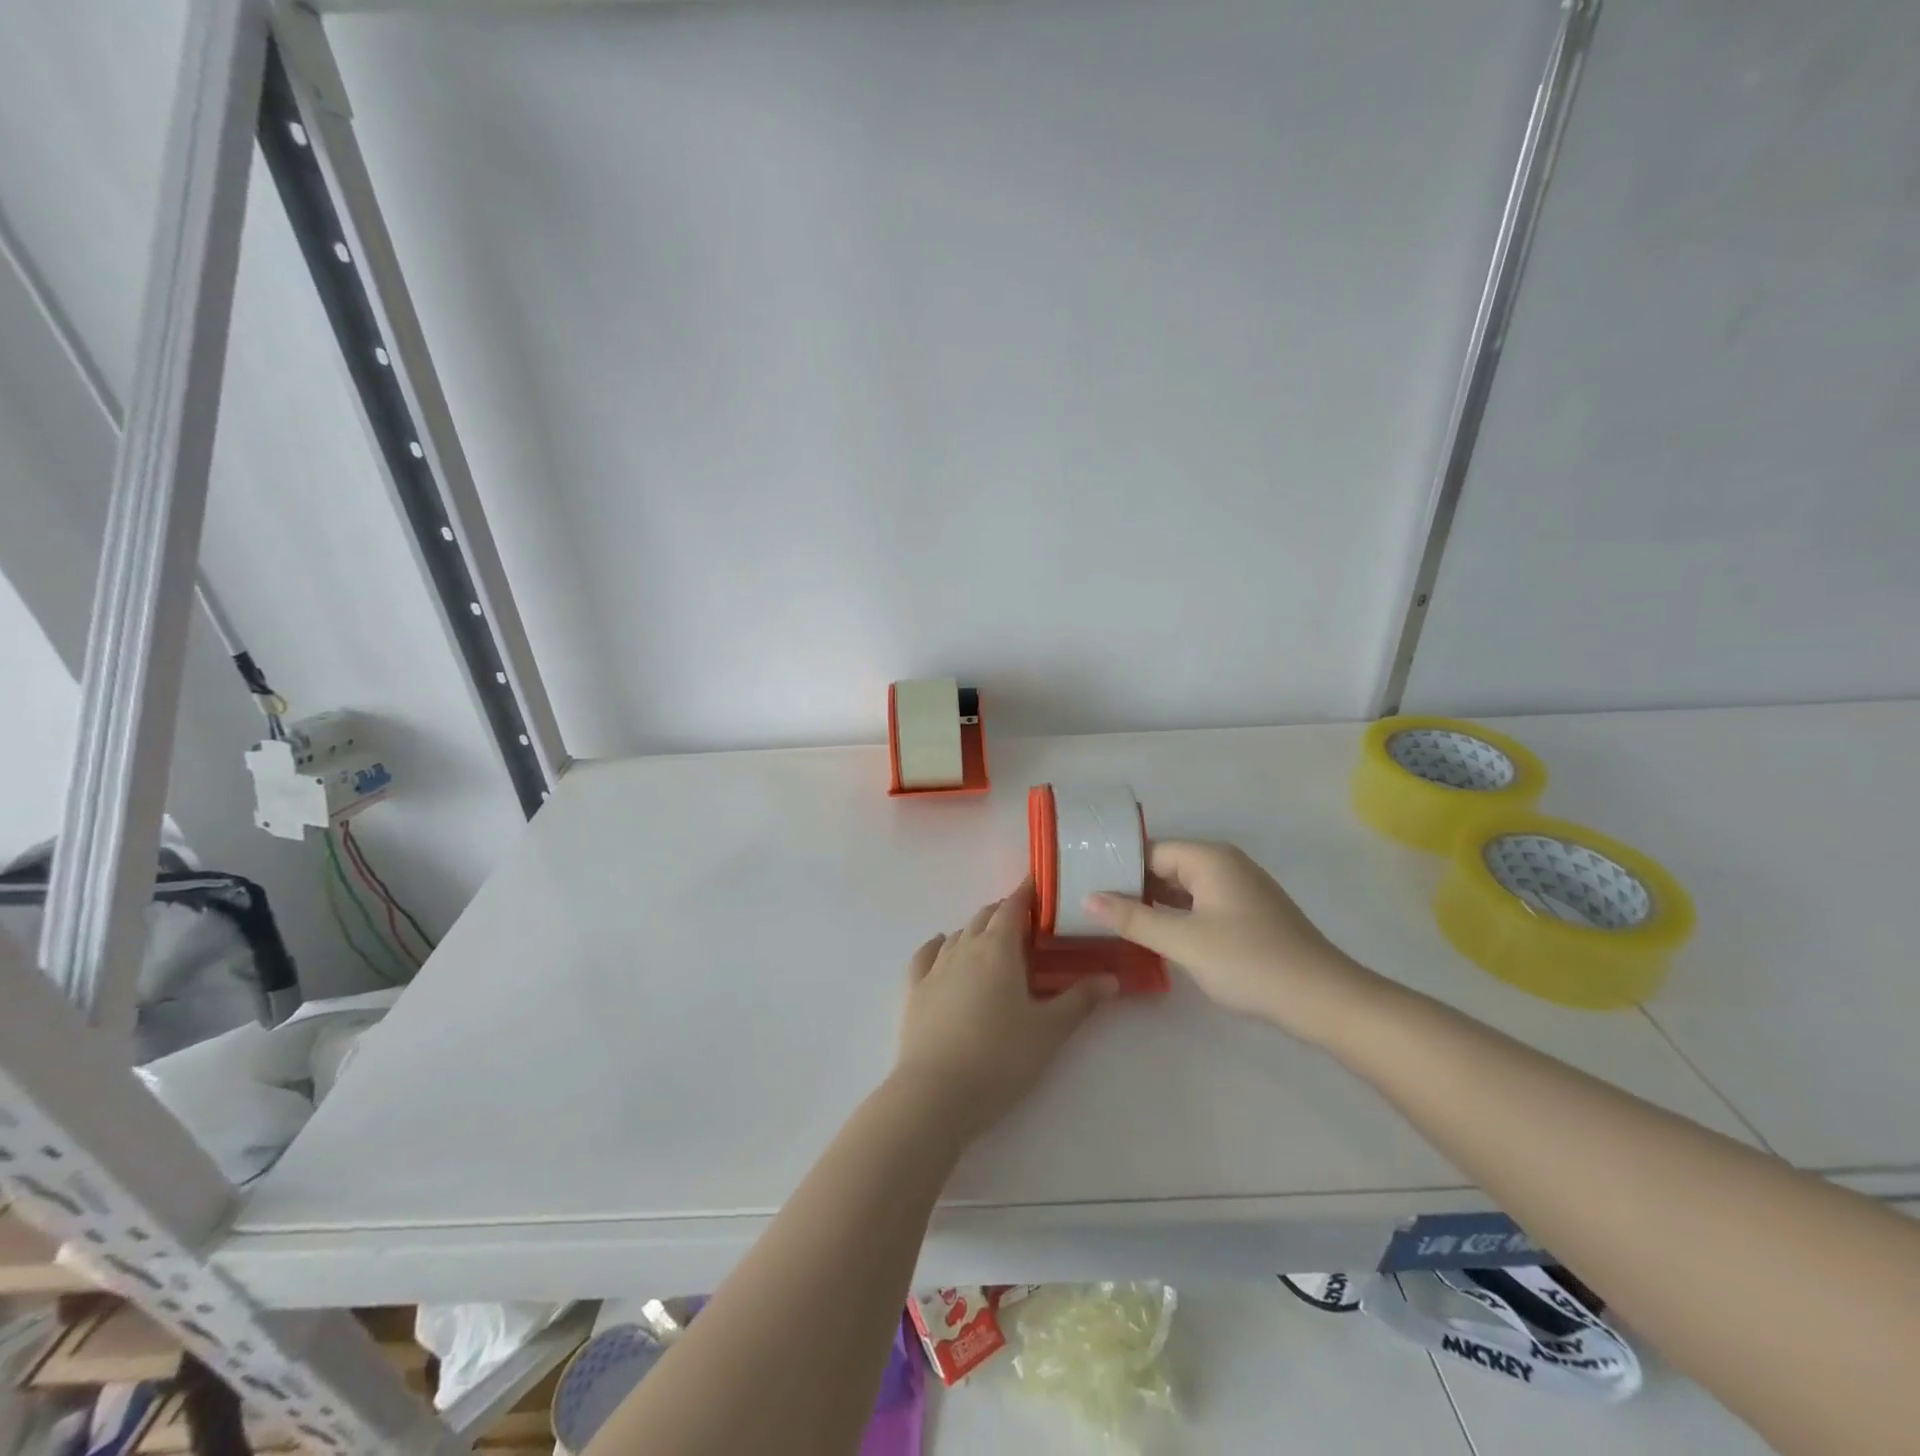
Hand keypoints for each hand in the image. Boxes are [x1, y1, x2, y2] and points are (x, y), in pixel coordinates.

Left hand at [893, 881, 1116, 1141]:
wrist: (936, 1094)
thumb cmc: (1000, 1058)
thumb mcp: (1049, 1031)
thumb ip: (1081, 1000)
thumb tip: (1111, 978)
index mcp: (998, 948)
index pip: (1013, 907)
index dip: (1027, 893)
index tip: (1040, 886)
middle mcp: (965, 947)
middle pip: (985, 916)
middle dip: (1006, 912)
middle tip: (1027, 923)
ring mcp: (935, 967)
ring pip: (959, 934)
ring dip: (978, 930)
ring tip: (994, 941)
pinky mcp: (914, 989)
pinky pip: (927, 954)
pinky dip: (939, 945)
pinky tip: (942, 945)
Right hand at [1085, 840, 1377, 1043]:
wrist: (1324, 999)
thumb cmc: (1250, 962)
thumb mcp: (1184, 941)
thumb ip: (1133, 918)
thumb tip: (1088, 898)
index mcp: (1209, 858)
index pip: (1149, 851)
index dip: (1116, 867)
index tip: (1083, 886)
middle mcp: (1224, 864)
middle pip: (1165, 866)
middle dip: (1131, 885)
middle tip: (1090, 906)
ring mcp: (1239, 889)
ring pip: (1182, 888)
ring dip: (1152, 903)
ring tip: (1113, 921)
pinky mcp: (1247, 915)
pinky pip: (1199, 904)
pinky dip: (1175, 916)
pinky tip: (1155, 935)